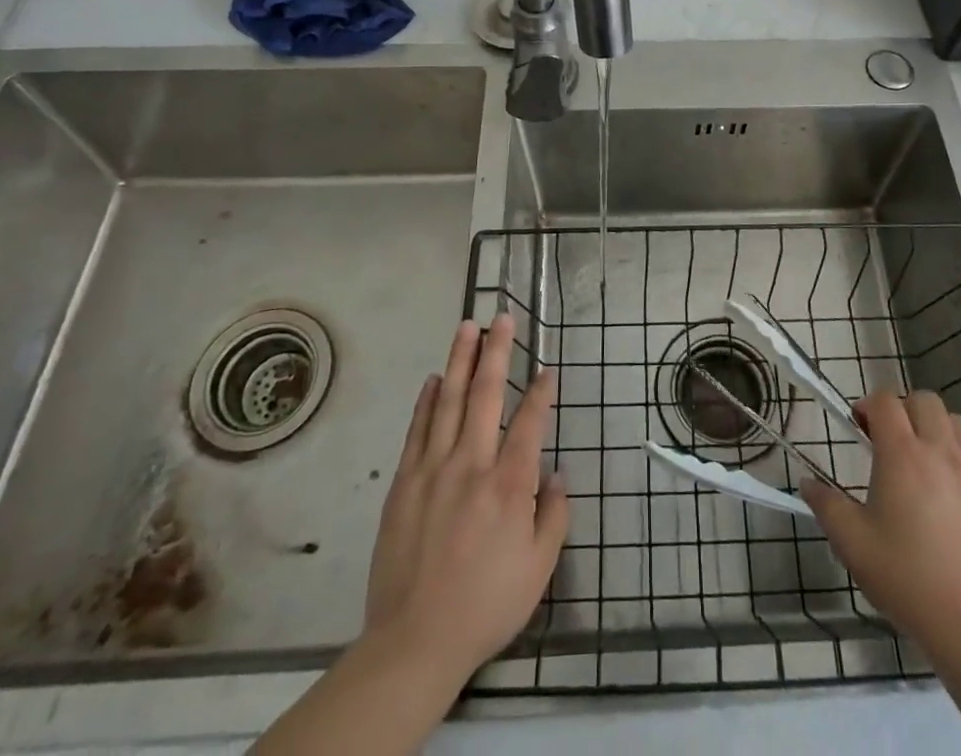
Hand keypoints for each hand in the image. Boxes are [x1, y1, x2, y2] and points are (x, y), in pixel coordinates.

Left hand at [363, 314, 568, 687]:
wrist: (414, 642)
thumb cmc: (485, 605)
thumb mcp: (539, 570)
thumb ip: (554, 516)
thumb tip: (557, 474)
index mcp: (509, 485)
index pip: (529, 422)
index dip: (541, 392)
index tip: (547, 369)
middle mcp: (471, 464)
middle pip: (485, 394)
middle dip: (496, 352)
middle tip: (501, 318)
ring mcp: (432, 469)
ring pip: (447, 400)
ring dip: (459, 360)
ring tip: (467, 327)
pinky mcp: (404, 482)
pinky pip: (417, 429)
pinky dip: (425, 400)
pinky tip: (432, 379)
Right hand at [802, 388, 960, 648]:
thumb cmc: (905, 578)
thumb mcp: (852, 543)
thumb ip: (826, 505)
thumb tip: (807, 482)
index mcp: (902, 454)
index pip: (885, 401)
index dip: (868, 406)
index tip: (860, 429)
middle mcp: (940, 451)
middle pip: (924, 400)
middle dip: (904, 410)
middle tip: (891, 442)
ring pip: (956, 423)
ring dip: (935, 429)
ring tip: (924, 461)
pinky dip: (960, 459)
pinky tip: (950, 495)